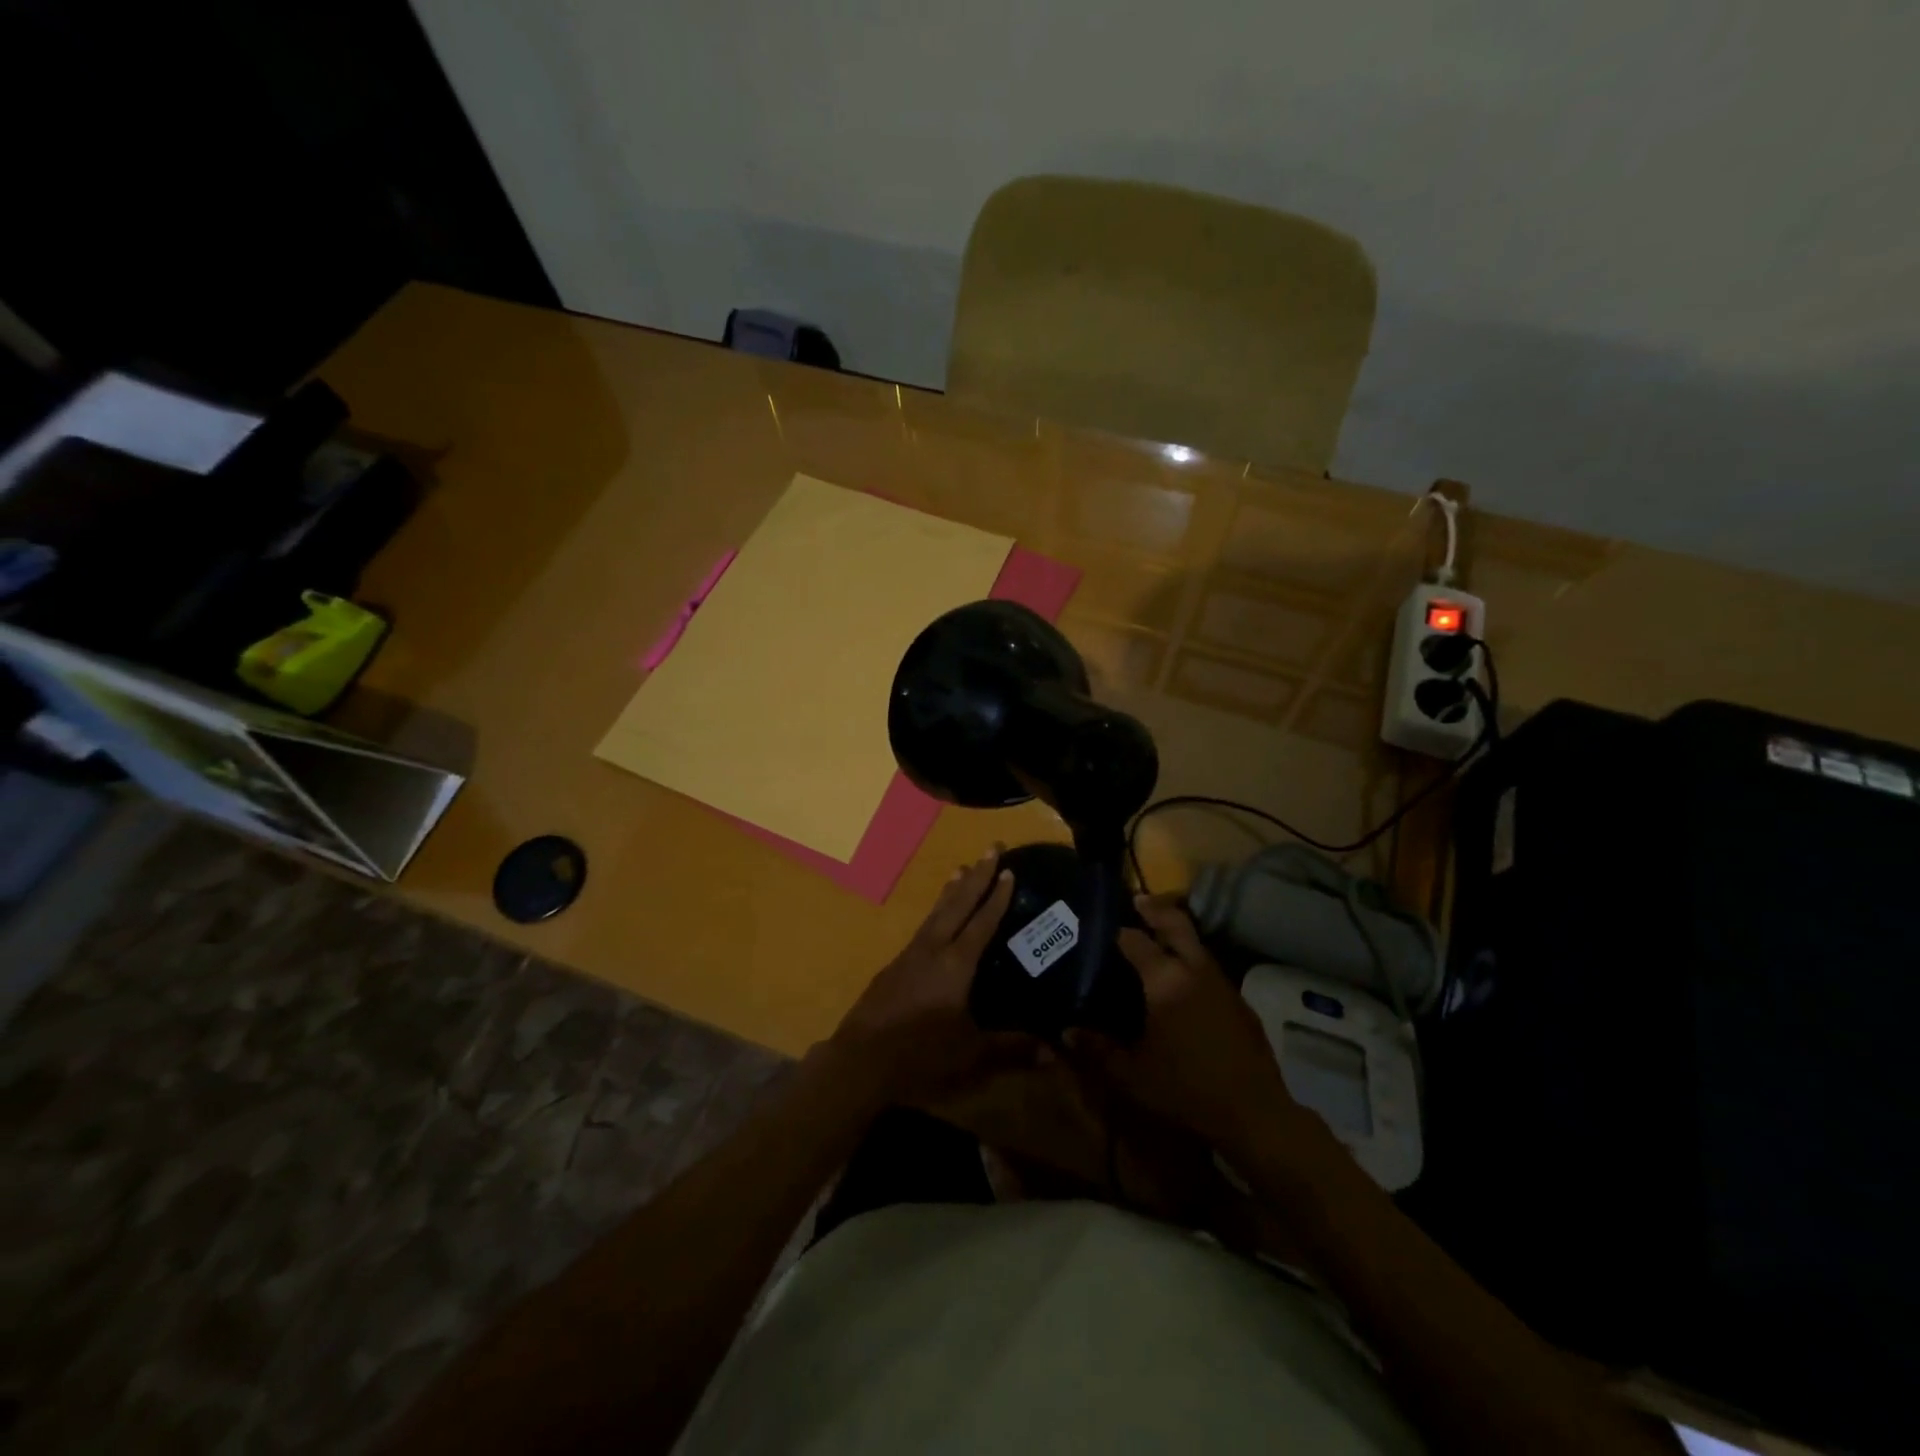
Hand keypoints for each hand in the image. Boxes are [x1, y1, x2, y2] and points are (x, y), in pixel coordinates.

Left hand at [829, 849, 1036, 1104]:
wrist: (860, 1059)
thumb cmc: (920, 1054)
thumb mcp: (971, 1053)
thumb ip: (1012, 1049)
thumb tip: (1054, 1053)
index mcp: (956, 964)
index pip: (982, 922)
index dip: (998, 897)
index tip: (1009, 869)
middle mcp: (933, 949)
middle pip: (959, 904)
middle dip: (978, 876)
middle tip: (991, 847)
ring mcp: (910, 955)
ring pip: (936, 912)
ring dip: (952, 889)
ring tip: (961, 868)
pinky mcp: (894, 966)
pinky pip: (922, 927)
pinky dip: (935, 911)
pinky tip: (935, 918)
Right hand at [1066, 893, 1293, 1151]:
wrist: (1254, 1113)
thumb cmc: (1186, 1090)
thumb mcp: (1132, 1074)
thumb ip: (1098, 1049)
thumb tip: (1066, 1031)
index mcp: (1165, 981)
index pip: (1135, 939)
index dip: (1116, 929)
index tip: (1098, 925)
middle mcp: (1194, 970)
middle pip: (1175, 922)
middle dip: (1154, 909)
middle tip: (1134, 903)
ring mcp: (1221, 982)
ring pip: (1195, 942)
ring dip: (1175, 932)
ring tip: (1153, 938)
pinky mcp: (1238, 999)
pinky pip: (1208, 966)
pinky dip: (1191, 960)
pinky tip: (1181, 980)